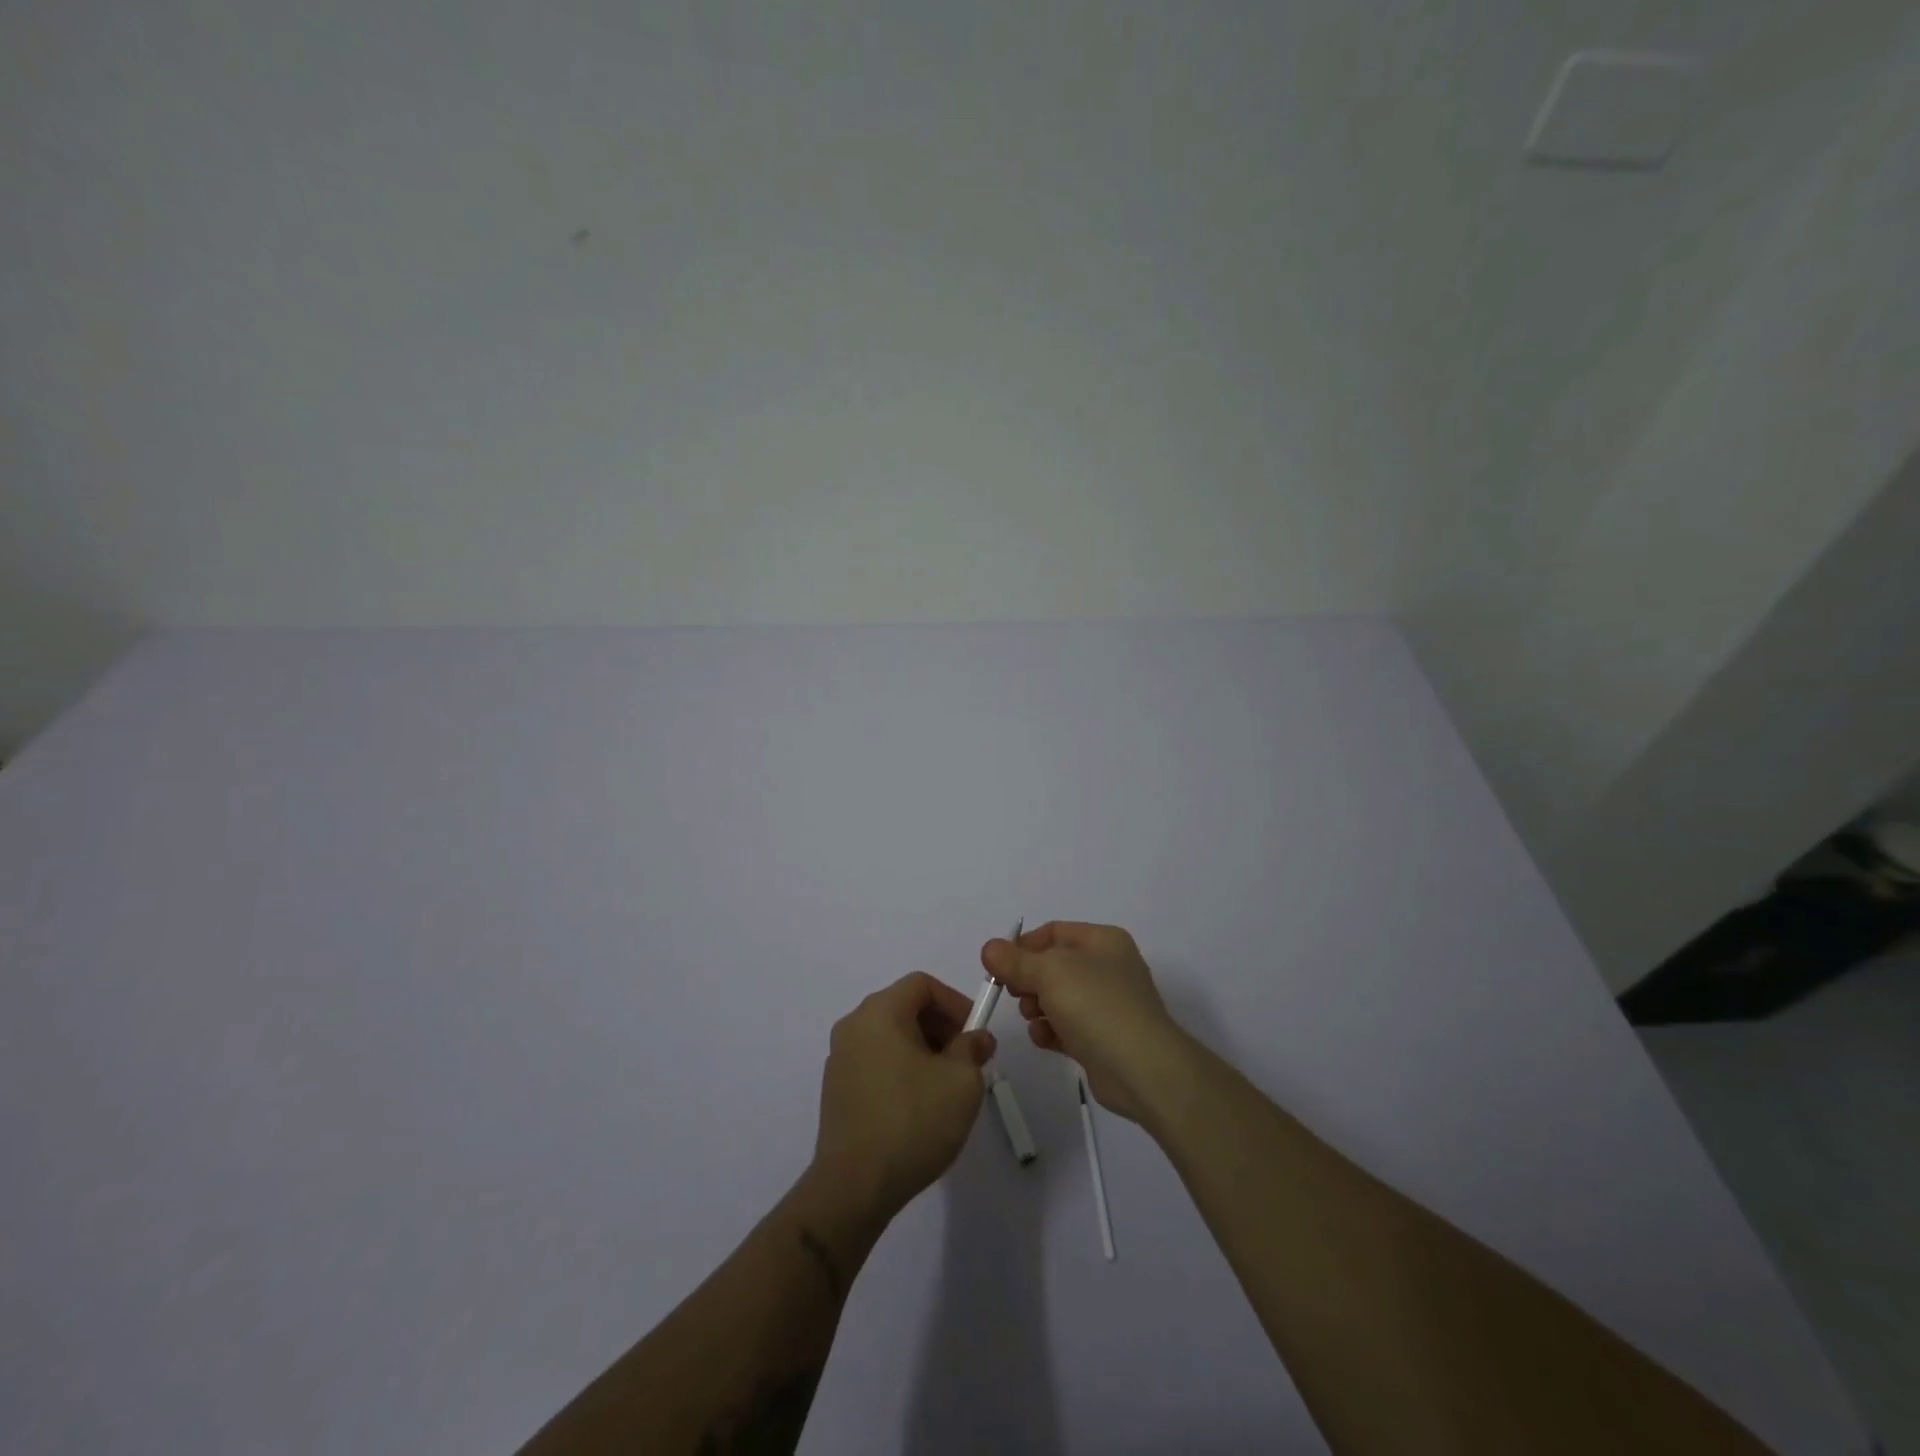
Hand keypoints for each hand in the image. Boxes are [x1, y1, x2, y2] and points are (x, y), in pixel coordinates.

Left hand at [811, 972, 996, 1223]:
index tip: (974, 1033)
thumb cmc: (912, 1121)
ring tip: (945, 1086)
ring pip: (890, 1035)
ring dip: (922, 1049)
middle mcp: (853, 1025)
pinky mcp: (835, 1089)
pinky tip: (917, 1105)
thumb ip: (973, 1049)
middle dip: (941, 1026)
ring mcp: (839, 1058)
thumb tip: (976, 1038)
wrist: (854, 1187)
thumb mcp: (961, 1082)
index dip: (954, 1001)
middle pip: (904, 1006)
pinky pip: (875, 1060)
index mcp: (879, 1012)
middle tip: (966, 1060)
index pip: (922, 984)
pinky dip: (900, 1068)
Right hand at [981, 921, 1187, 1121]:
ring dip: (1036, 1007)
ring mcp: (1107, 1005)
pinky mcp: (1102, 1038)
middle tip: (1013, 994)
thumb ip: (1015, 961)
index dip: (1023, 945)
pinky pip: (1066, 1026)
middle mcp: (1107, 968)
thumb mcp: (1050, 972)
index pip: (1053, 932)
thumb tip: (989, 948)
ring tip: (1033, 1018)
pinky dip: (1051, 1031)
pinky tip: (1044, 1039)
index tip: (998, 966)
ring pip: (1057, 997)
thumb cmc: (1097, 1006)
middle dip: (1028, 979)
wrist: (1142, 1069)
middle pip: (1053, 965)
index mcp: (1103, 941)